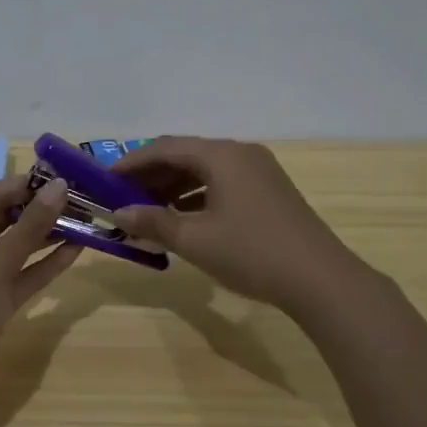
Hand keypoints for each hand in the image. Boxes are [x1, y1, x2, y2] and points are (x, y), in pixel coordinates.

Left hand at [0, 175, 79, 385]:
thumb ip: (31, 225)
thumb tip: (60, 186)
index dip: (31, 183)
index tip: (70, 175)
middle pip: (8, 217)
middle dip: (44, 208)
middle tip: (85, 199)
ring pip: (17, 245)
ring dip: (48, 234)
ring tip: (86, 220)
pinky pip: (21, 273)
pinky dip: (44, 263)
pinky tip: (75, 251)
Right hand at [113, 137, 359, 314]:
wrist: (320, 279)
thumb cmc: (251, 252)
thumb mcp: (195, 239)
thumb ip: (154, 221)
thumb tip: (120, 213)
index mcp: (221, 155)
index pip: (165, 147)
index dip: (132, 162)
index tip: (106, 180)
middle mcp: (241, 154)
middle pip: (186, 155)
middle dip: (152, 175)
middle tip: (123, 197)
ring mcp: (259, 171)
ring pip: (206, 170)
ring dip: (174, 187)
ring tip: (147, 210)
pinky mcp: (269, 191)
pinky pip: (223, 183)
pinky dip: (198, 196)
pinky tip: (183, 218)